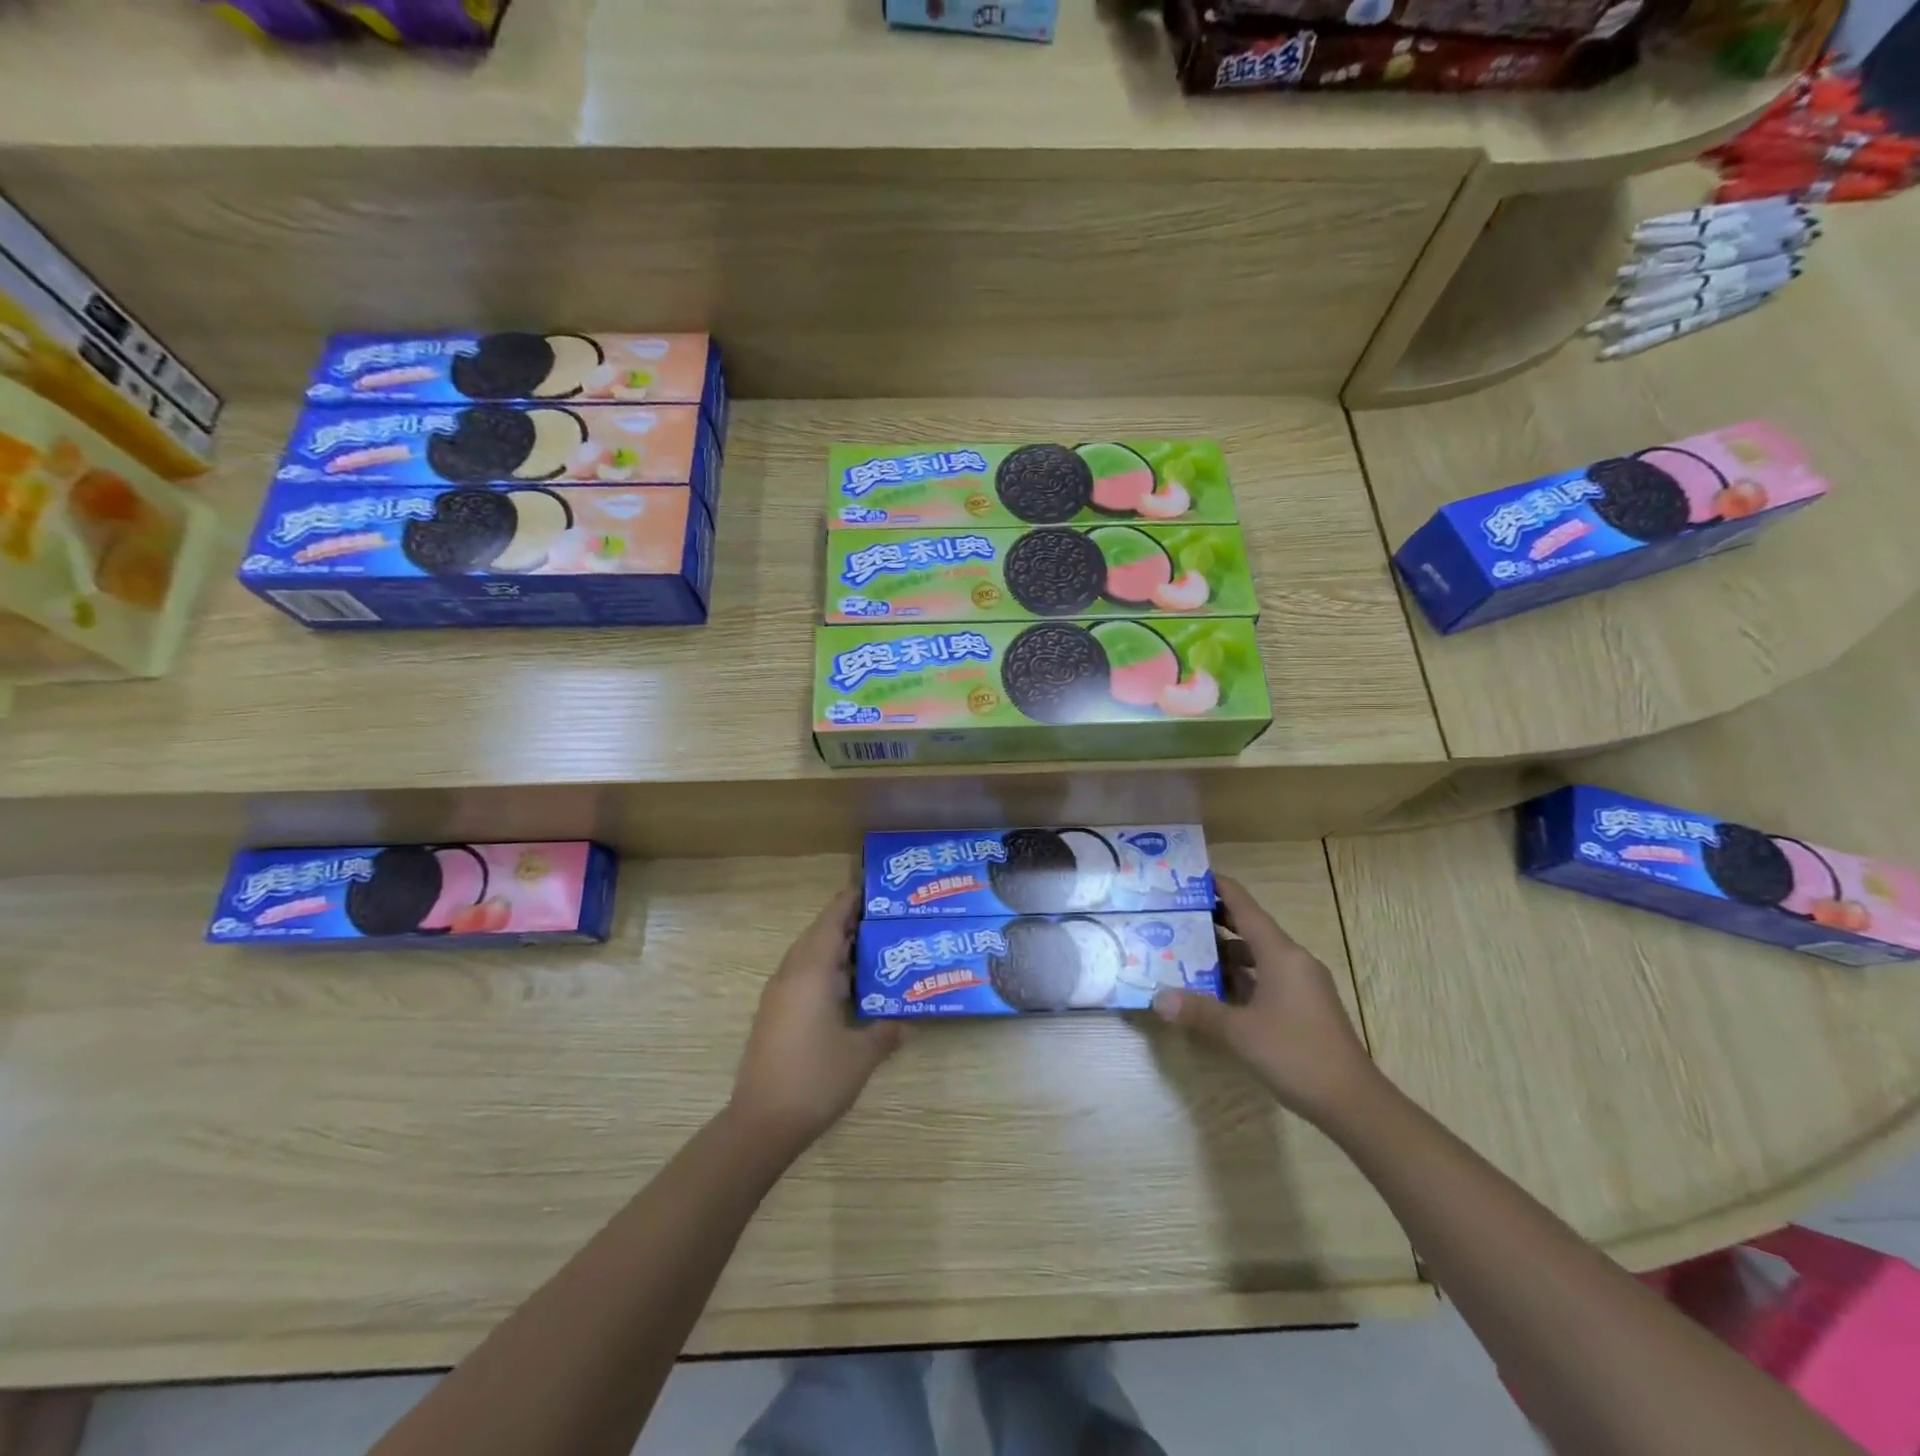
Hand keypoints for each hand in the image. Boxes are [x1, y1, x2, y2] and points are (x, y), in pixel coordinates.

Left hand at [729, 889, 902, 1156]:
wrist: (762, 1123)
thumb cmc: (815, 1079)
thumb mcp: (861, 1055)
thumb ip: (885, 1032)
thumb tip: (904, 1020)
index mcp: (811, 972)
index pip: (831, 921)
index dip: (850, 902)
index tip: (873, 890)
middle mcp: (791, 975)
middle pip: (819, 935)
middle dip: (847, 925)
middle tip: (882, 920)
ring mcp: (779, 996)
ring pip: (809, 958)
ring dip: (836, 950)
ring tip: (871, 950)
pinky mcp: (774, 1015)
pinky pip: (802, 978)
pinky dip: (825, 972)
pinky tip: (848, 989)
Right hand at [1153, 875, 1378, 1122]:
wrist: (1353, 1103)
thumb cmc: (1296, 1054)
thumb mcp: (1239, 1032)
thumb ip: (1198, 1011)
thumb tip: (1158, 998)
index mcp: (1281, 954)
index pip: (1245, 907)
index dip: (1220, 888)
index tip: (1191, 874)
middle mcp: (1293, 961)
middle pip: (1250, 929)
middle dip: (1216, 919)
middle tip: (1178, 913)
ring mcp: (1302, 985)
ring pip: (1258, 956)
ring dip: (1225, 952)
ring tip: (1187, 949)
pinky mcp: (1303, 1007)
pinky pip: (1266, 978)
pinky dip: (1240, 977)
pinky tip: (1214, 988)